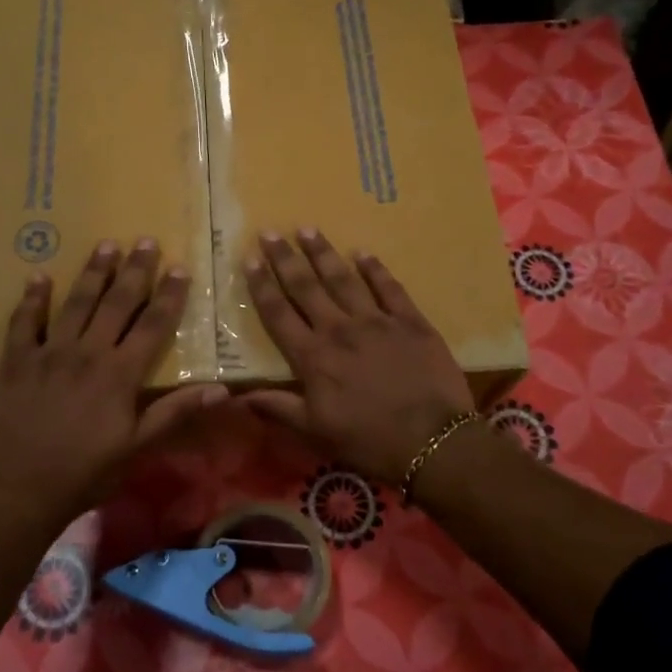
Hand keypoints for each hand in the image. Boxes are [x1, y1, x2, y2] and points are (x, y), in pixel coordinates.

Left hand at [0, 239, 226, 528]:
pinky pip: (24, 322)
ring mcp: (48, 353)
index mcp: (119, 374)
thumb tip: (222, 389)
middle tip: (146, 240)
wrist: (20, 492)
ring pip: (75, 303)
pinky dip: (32, 299)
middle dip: (134, 271)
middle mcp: (86, 353)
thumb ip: (175, 413)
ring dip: (92, 272)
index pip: (152, 325)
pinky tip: (38, 276)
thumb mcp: (137, 448)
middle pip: (116, 303)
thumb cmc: (85, 473)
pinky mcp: (16, 362)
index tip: (180, 267)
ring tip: (106, 245)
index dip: (168, 295)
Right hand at [240, 228, 474, 480]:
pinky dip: (375, 269)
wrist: (433, 442)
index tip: (249, 260)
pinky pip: (389, 288)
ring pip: (343, 279)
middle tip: (270, 232)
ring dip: (324, 253)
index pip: (279, 314)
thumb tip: (238, 396)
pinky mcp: (411, 321)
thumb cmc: (369, 441)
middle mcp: (339, 330)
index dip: (262, 286)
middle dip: (285, 258)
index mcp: (313, 358)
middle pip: (306, 287)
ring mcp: (377, 321)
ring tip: (308, 229)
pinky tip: (363, 253)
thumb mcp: (316, 432)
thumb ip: (279, 408)